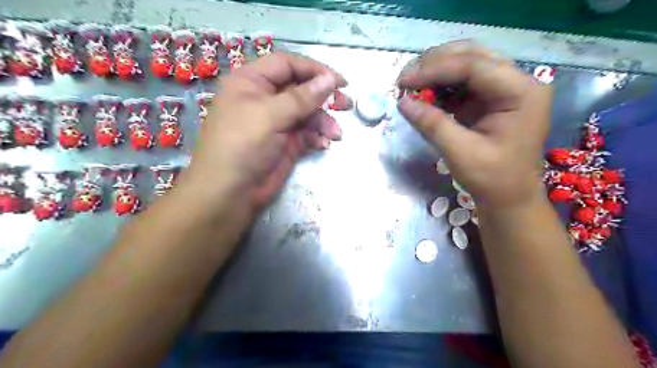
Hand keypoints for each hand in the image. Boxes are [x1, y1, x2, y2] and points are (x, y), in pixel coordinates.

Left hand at [181, 53, 344, 216]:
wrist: (231, 193)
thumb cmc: (242, 146)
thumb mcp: (270, 115)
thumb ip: (302, 97)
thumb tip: (330, 79)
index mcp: (251, 82)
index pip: (287, 65)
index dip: (314, 70)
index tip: (339, 81)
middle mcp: (264, 99)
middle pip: (300, 89)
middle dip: (323, 97)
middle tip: (346, 104)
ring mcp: (276, 123)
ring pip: (307, 113)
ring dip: (323, 121)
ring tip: (335, 134)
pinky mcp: (285, 143)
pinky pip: (306, 133)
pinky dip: (317, 137)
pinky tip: (323, 144)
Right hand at [395, 41, 552, 205]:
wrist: (509, 197)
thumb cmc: (492, 179)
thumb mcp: (460, 152)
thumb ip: (432, 124)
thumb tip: (402, 101)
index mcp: (521, 92)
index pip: (474, 66)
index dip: (435, 70)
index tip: (404, 81)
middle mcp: (517, 82)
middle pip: (472, 56)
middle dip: (435, 64)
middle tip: (406, 79)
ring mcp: (504, 89)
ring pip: (466, 64)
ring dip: (436, 72)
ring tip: (411, 85)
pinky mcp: (490, 99)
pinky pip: (463, 83)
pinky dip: (441, 86)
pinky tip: (425, 95)